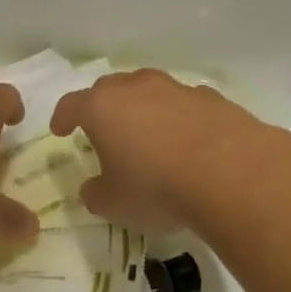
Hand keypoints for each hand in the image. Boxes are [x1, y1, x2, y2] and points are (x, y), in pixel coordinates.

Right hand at [50, 69, 270, 232]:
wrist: (229, 171)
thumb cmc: (157, 187)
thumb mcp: (115, 203)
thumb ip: (96, 193)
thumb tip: (93, 188)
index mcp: (102, 107)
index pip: (72, 104)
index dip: (63, 117)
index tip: (61, 130)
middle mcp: (136, 87)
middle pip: (110, 88)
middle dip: (103, 107)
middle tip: (104, 131)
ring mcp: (175, 88)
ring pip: (149, 90)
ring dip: (144, 108)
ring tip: (148, 135)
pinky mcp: (209, 97)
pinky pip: (183, 103)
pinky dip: (178, 117)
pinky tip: (187, 142)